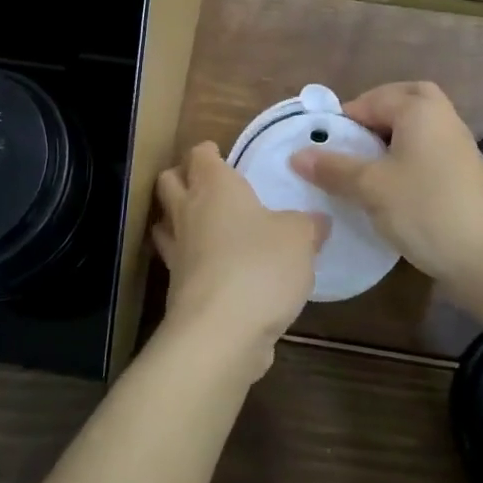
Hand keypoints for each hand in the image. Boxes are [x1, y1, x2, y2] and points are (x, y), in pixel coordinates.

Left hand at [154, 142, 327, 375]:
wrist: (221, 331)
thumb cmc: (260, 265)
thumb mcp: (299, 238)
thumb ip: (308, 225)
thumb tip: (317, 221)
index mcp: (215, 187)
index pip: (200, 156)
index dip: (207, 152)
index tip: (219, 154)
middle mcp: (189, 212)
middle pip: (169, 182)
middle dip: (181, 177)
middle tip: (206, 183)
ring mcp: (177, 252)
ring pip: (165, 222)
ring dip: (177, 218)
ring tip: (201, 223)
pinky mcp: (177, 288)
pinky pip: (178, 262)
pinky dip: (190, 259)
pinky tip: (213, 266)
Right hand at [290, 82, 482, 297]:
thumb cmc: (425, 209)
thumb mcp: (370, 187)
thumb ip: (333, 167)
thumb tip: (296, 155)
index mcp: (419, 108)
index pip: (370, 100)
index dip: (342, 121)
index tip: (322, 147)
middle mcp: (442, 116)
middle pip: (402, 102)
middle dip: (373, 116)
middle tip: (350, 143)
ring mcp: (458, 144)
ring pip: (416, 127)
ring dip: (390, 139)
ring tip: (364, 168)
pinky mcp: (464, 172)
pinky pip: (427, 149)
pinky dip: (407, 157)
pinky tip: (391, 187)